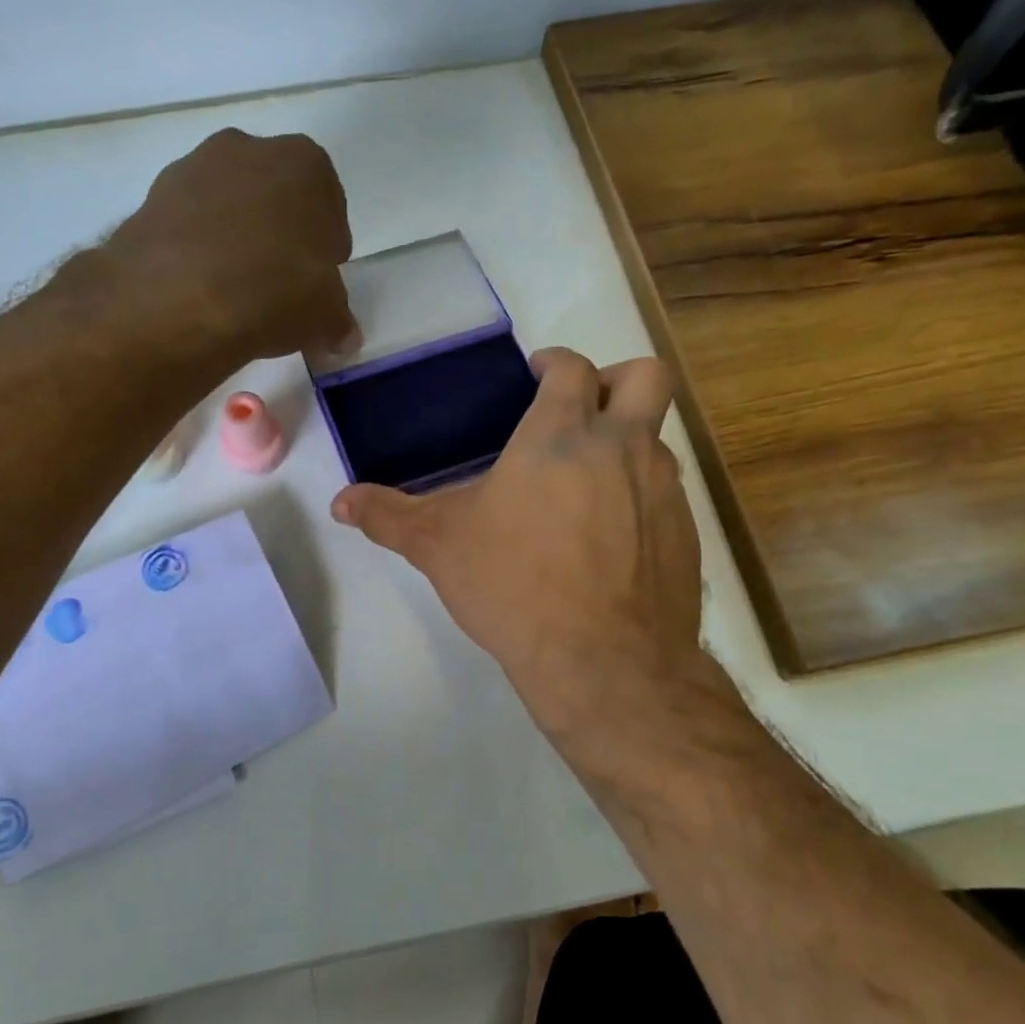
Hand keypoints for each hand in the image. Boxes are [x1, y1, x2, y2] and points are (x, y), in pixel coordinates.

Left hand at [94, 128, 356, 366]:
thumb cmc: (274, 293)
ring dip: (236, 239)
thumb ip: (338, 320)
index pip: (328, 203)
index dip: (326, 245)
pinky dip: (198, 250)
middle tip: (280, 284)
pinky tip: (202, 290)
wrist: (176, 300)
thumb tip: (343, 337)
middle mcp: (248, 149)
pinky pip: (189, 225)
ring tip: (237, 292)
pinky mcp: (152, 198)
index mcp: (304, 163)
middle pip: (275, 196)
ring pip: (229, 206)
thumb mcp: (325, 316)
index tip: (320, 277)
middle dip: (281, 234)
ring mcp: (193, 168)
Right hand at [331, 349, 710, 748]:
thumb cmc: (514, 585)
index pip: (572, 367)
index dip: (555, 362)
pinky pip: (666, 495)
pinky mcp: (684, 533)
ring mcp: (662, 489)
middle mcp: (623, 447)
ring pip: (657, 439)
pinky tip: (610, 540)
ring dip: (627, 444)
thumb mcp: (439, 546)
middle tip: (582, 409)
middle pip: (645, 377)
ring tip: (587, 485)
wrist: (603, 661)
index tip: (538, 374)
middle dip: (616, 380)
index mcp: (562, 434)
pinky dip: (641, 498)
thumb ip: (388, 516)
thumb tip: (339, 502)